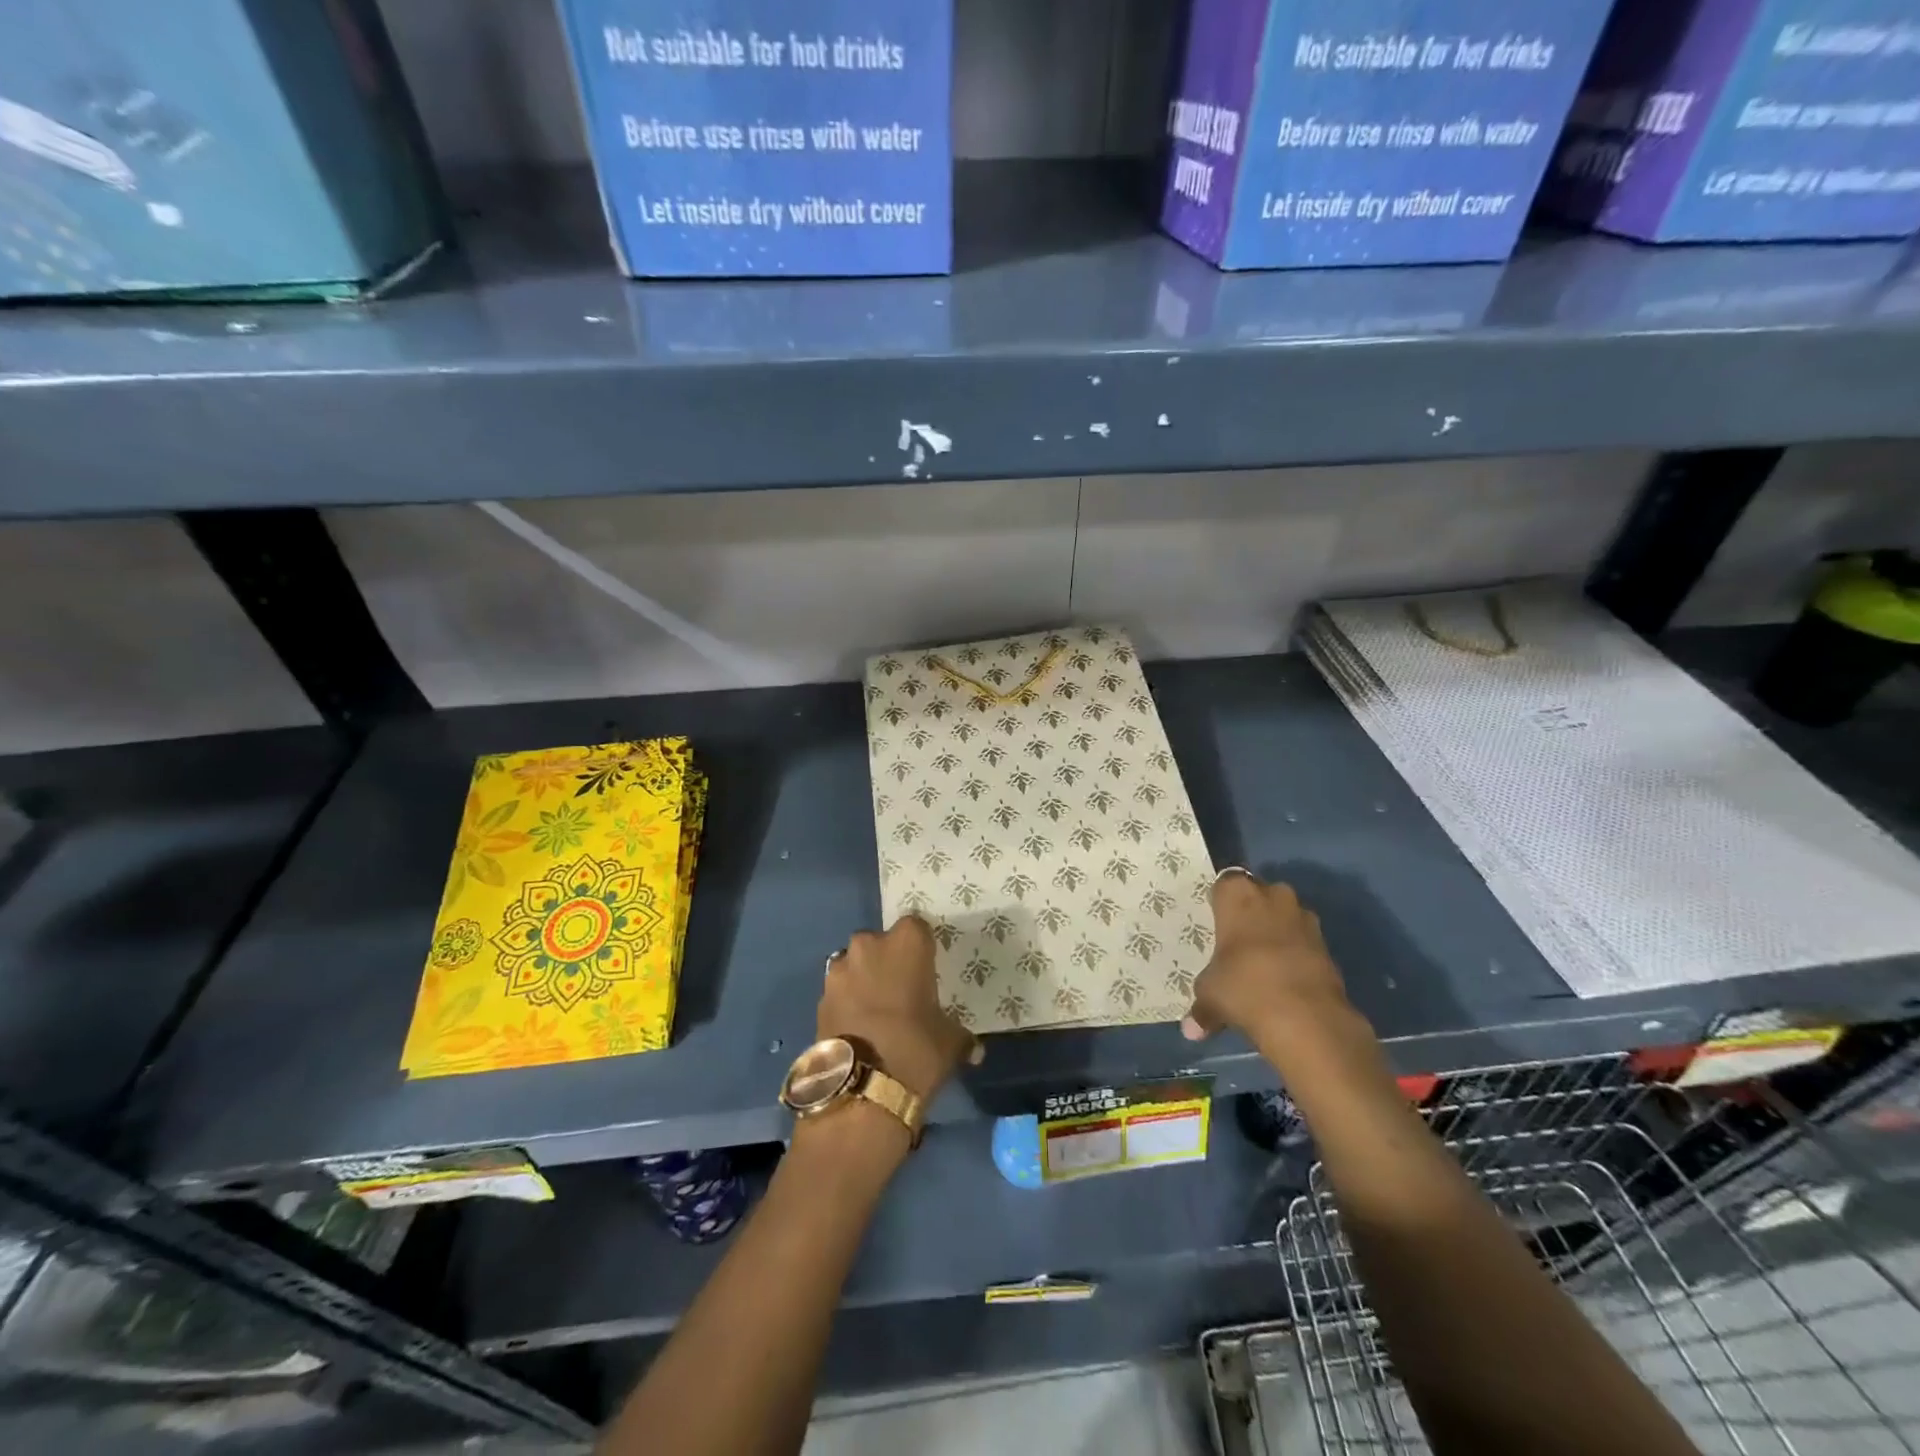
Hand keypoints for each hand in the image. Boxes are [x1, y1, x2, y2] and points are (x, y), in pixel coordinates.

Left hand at [820, 916, 980, 1100]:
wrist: (861, 1089)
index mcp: (906, 942)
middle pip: (880, 943)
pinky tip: (859, 1027)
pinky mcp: (820, 997)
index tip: (927, 969)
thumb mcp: (951, 1042)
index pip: (917, 927)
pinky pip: (839, 991)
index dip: (921, 948)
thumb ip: (960, 1036)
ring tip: (877, 1011)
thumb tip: (974, 1049)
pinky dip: (847, 1002)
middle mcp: (869, 945)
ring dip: (863, 979)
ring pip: (855, 964)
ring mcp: (840, 970)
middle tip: (901, 990)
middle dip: (887, 961)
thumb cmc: (916, 1048)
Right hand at [1182, 870, 1351, 1044]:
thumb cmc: (1244, 987)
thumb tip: (1191, 1030)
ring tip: (1262, 963)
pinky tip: (1284, 980)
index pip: (1225, 882)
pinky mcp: (1327, 946)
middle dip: (1251, 913)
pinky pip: (1304, 942)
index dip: (1221, 901)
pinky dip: (1296, 955)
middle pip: (1259, 895)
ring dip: (1277, 932)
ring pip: (1285, 917)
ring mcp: (1305, 919)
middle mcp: (1274, 896)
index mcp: (1239, 895)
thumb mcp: (1210, 995)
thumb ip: (1202, 1006)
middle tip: (1237, 941)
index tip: (1216, 920)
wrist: (1307, 1018)